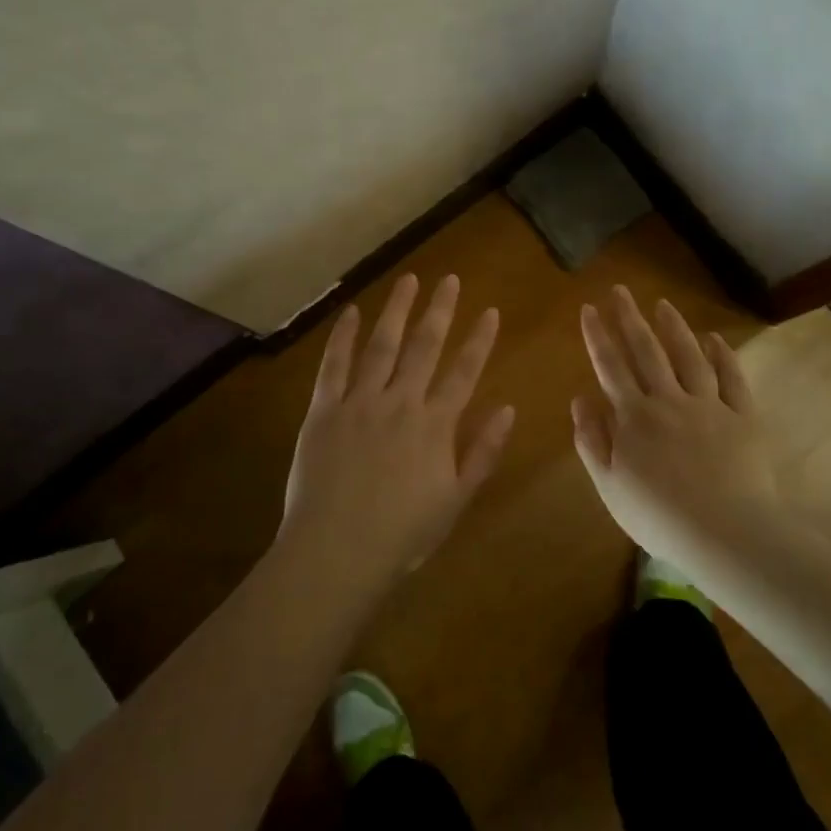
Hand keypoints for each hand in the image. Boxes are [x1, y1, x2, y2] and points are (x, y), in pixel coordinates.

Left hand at [281, 274, 514, 585]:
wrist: (336, 552)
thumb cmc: (402, 534)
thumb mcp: (455, 500)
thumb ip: (482, 452)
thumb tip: (507, 409)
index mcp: (435, 425)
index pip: (464, 372)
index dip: (479, 340)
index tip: (490, 311)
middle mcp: (400, 402)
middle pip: (424, 347)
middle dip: (439, 310)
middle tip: (448, 279)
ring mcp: (359, 402)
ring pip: (382, 346)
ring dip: (396, 310)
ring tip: (408, 280)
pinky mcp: (323, 410)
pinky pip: (334, 366)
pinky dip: (343, 337)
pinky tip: (351, 312)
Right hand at [572, 287, 775, 557]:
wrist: (725, 533)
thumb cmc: (659, 517)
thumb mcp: (609, 486)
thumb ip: (592, 440)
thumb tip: (580, 398)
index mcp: (633, 417)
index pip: (610, 367)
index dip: (597, 336)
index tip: (588, 308)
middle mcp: (668, 400)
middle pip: (646, 351)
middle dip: (629, 318)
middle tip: (619, 290)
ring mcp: (708, 405)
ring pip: (688, 356)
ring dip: (673, 328)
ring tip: (662, 304)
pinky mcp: (742, 417)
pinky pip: (731, 378)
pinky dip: (722, 356)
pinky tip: (714, 339)